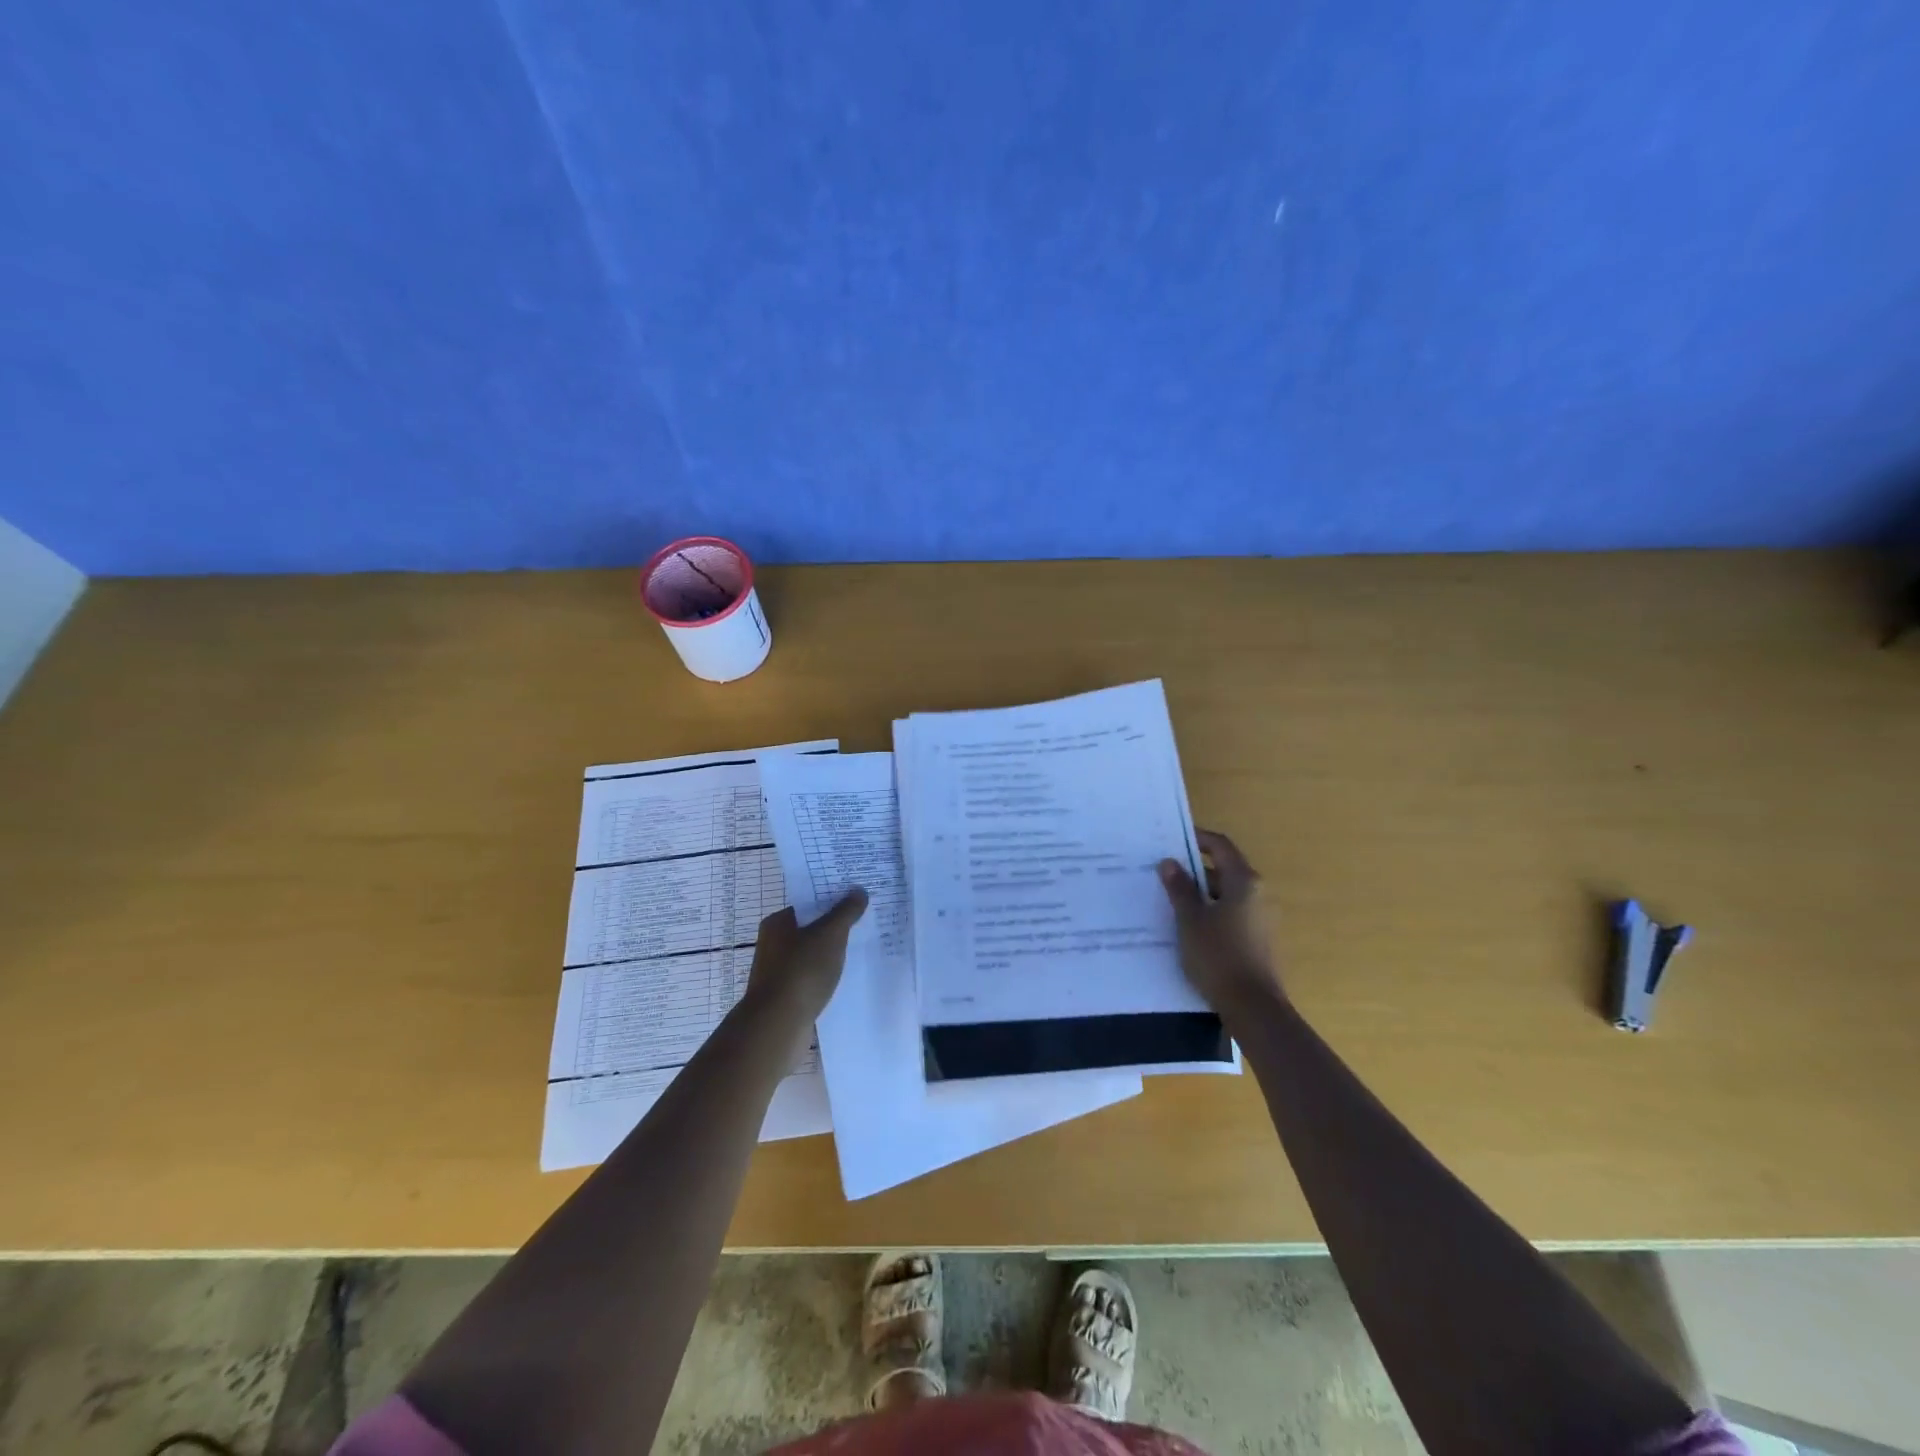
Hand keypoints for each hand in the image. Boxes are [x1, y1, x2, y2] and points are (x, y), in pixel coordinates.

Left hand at [744, 888, 869, 1021]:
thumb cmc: (802, 971)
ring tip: (860, 948)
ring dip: (831, 952)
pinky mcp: (786, 995)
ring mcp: (778, 971)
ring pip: (812, 953)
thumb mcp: (830, 935)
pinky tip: (845, 976)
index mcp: (777, 923)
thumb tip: (859, 890)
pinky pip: (811, 975)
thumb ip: (846, 912)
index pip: (808, 902)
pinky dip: (826, 974)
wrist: (778, 1025)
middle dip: (835, 925)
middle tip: (865, 920)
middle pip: (811, 927)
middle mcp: (773, 943)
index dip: (832, 898)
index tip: (857, 898)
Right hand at [1159, 829, 1282, 1016]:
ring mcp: (1261, 918)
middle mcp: (1258, 894)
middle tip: (1163, 872)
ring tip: (1169, 899)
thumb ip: (1180, 888)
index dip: (1197, 838)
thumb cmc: (1219, 956)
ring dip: (1200, 893)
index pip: (1221, 846)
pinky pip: (1231, 914)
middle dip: (1194, 869)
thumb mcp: (1190, 920)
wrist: (1253, 1008)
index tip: (1172, 839)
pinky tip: (1188, 926)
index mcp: (1244, 881)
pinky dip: (1210, 912)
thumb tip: (1170, 862)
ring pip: (1226, 894)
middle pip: (1224, 870)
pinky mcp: (1258, 939)